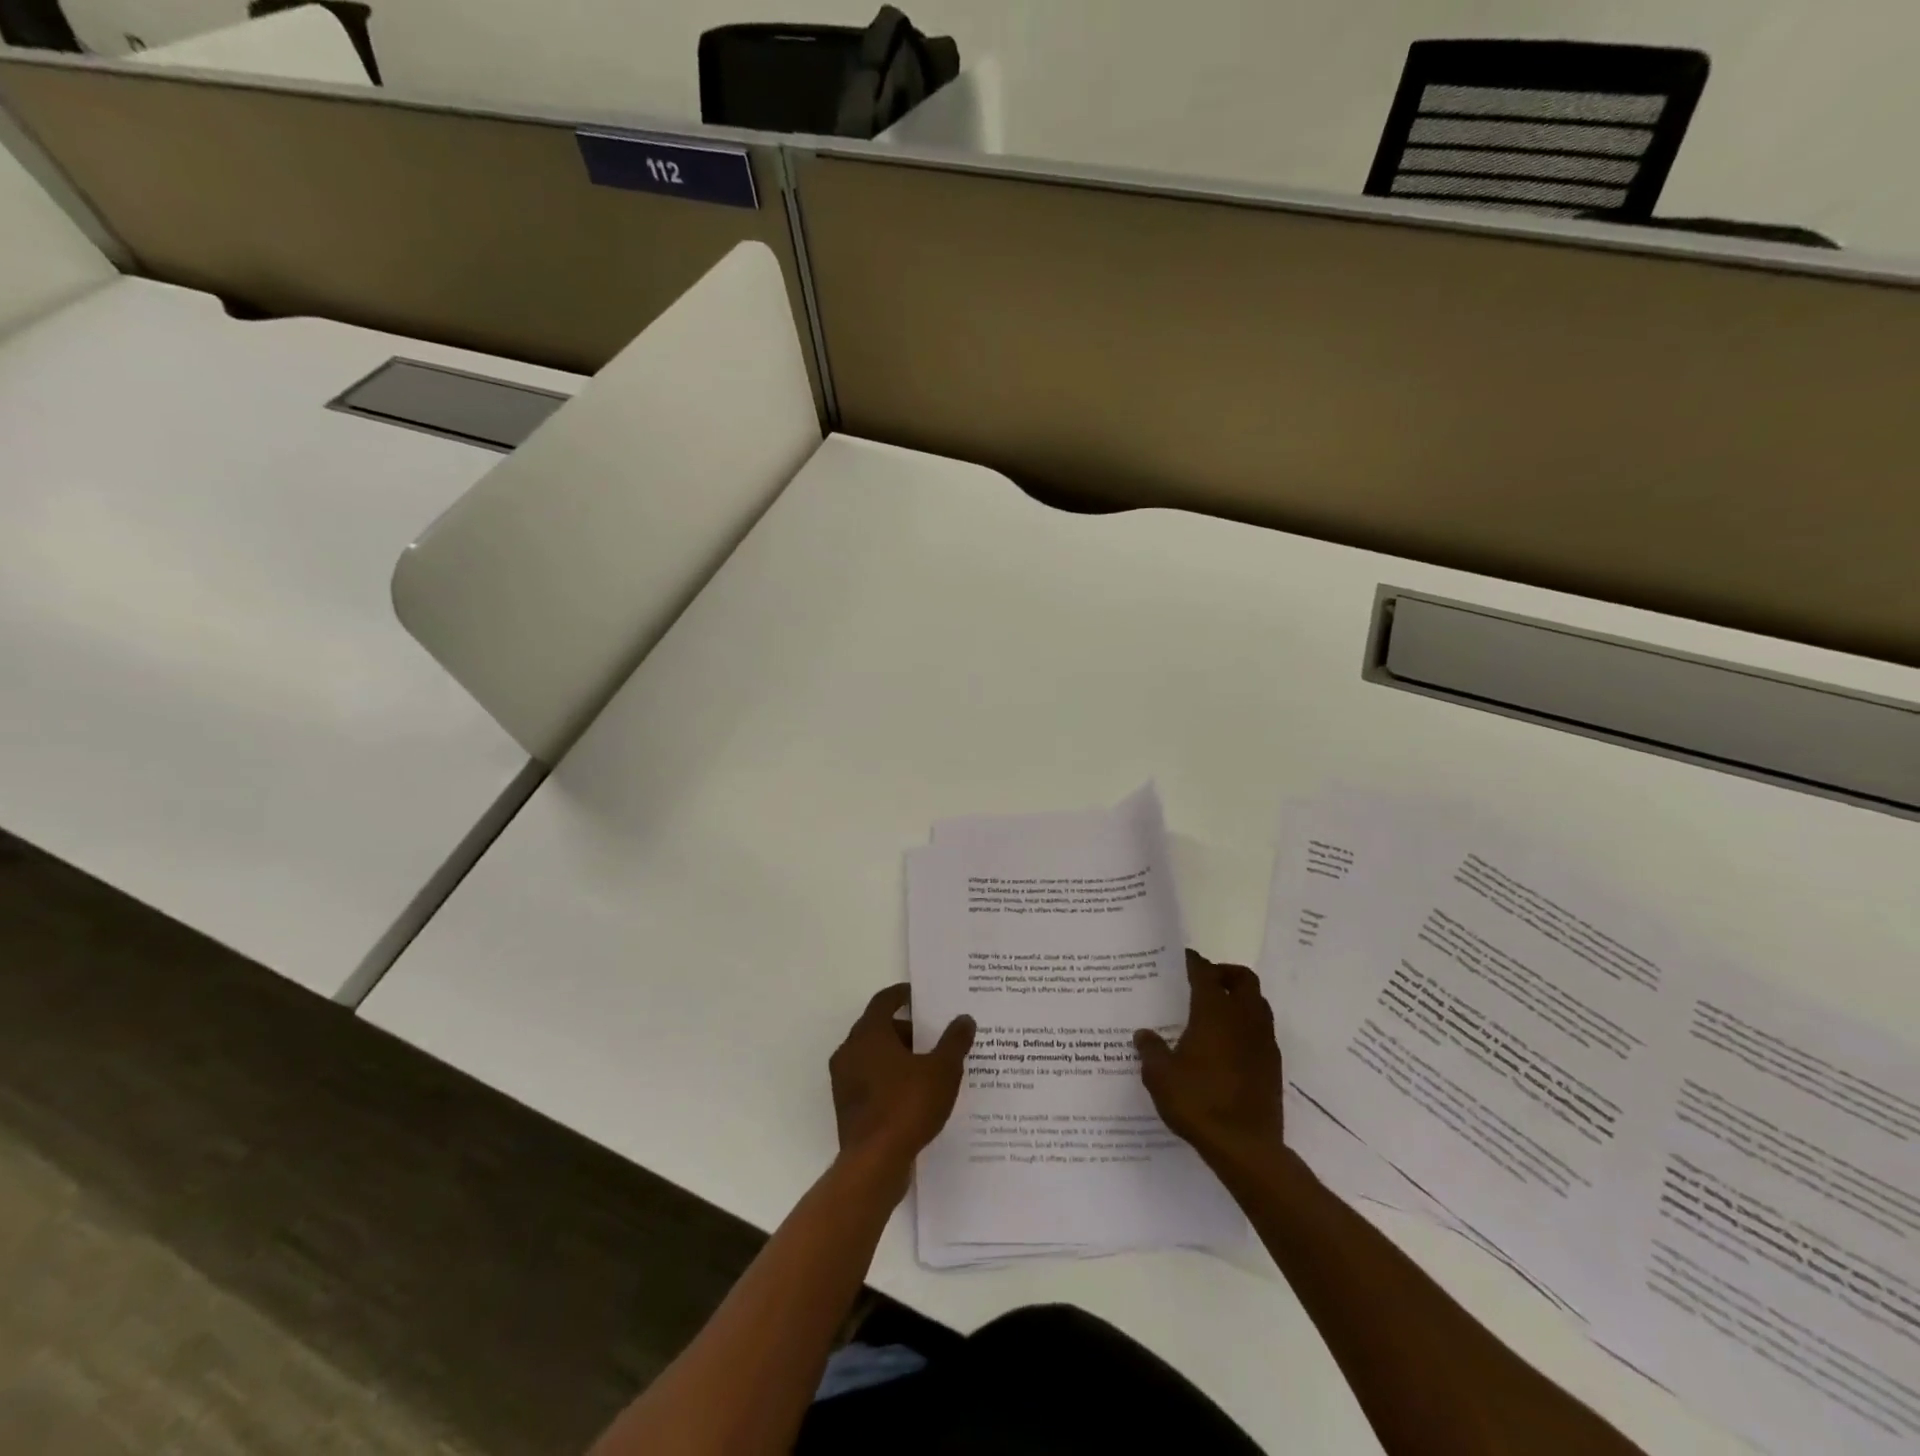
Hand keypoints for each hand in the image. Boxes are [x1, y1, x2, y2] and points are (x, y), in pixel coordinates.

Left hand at [830, 985, 974, 1174]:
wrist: (874, 1163)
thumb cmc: (907, 1106)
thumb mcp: (942, 1070)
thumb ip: (954, 1042)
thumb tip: (964, 1019)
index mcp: (868, 1034)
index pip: (884, 1001)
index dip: (902, 995)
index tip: (919, 996)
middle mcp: (850, 1051)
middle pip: (878, 1028)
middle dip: (906, 1030)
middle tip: (933, 1036)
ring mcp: (844, 1081)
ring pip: (873, 1056)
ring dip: (898, 1056)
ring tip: (928, 1066)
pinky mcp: (847, 1107)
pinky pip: (870, 1081)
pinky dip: (890, 1079)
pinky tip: (914, 1094)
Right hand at [1135, 950, 1283, 1164]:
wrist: (1245, 1147)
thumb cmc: (1198, 1102)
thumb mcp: (1160, 1076)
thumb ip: (1151, 1050)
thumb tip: (1144, 1034)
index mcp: (1214, 1012)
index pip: (1205, 973)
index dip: (1193, 962)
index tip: (1182, 958)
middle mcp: (1243, 1019)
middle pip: (1243, 979)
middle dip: (1225, 973)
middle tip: (1204, 982)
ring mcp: (1263, 1042)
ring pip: (1258, 1003)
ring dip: (1240, 999)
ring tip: (1215, 1012)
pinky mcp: (1273, 1066)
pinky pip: (1262, 1031)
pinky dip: (1247, 1026)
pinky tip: (1227, 1046)